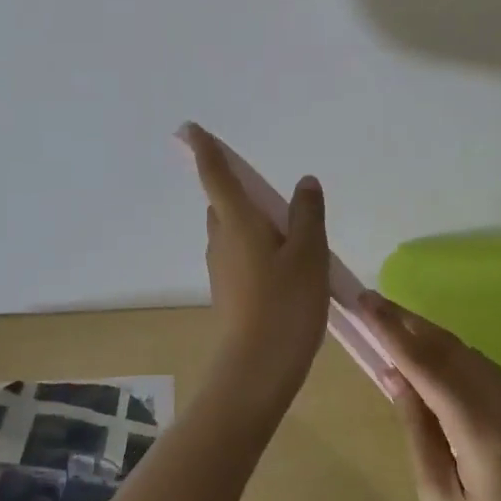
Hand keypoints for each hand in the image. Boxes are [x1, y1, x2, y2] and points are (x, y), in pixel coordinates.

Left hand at [183, 125, 328, 407]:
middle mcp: (221, 239)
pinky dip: (258, 248)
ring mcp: (221, 267)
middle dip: (242, 192)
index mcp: (237, 222)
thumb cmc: (285, 305)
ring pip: (233, 230)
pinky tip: (286, 268)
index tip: (191, 129)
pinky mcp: (227, 290)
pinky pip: (240, 254)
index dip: (204, 150)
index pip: (215, 176)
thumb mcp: (309, 255)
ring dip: (254, 223)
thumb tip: (304, 182)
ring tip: (295, 237)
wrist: (256, 371)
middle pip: (225, 203)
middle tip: (279, 200)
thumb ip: (307, 215)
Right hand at [352, 292, 500, 500]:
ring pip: (474, 359)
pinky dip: (461, 364)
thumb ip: (417, 428)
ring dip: (435, 341)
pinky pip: (494, 377)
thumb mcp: (440, 498)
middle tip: (375, 303)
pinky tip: (439, 365)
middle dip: (411, 324)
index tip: (366, 302)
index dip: (393, 331)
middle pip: (453, 350)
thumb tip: (395, 375)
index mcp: (485, 433)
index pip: (429, 366)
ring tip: (398, 328)